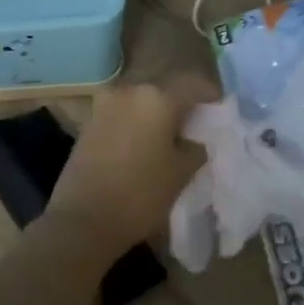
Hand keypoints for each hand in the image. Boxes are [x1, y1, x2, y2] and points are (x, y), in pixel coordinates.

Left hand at [45, 74, 218, 252]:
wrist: (83, 220)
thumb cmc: (140, 195)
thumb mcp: (181, 173)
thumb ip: (195, 148)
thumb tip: (193, 139)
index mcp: (156, 97)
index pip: (193, 84)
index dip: (211, 96)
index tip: (220, 111)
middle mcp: (128, 91)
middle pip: (164, 90)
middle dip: (182, 106)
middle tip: (196, 128)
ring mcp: (103, 106)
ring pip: (141, 103)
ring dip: (157, 116)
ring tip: (170, 140)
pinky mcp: (88, 123)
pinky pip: (122, 115)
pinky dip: (137, 125)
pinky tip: (144, 146)